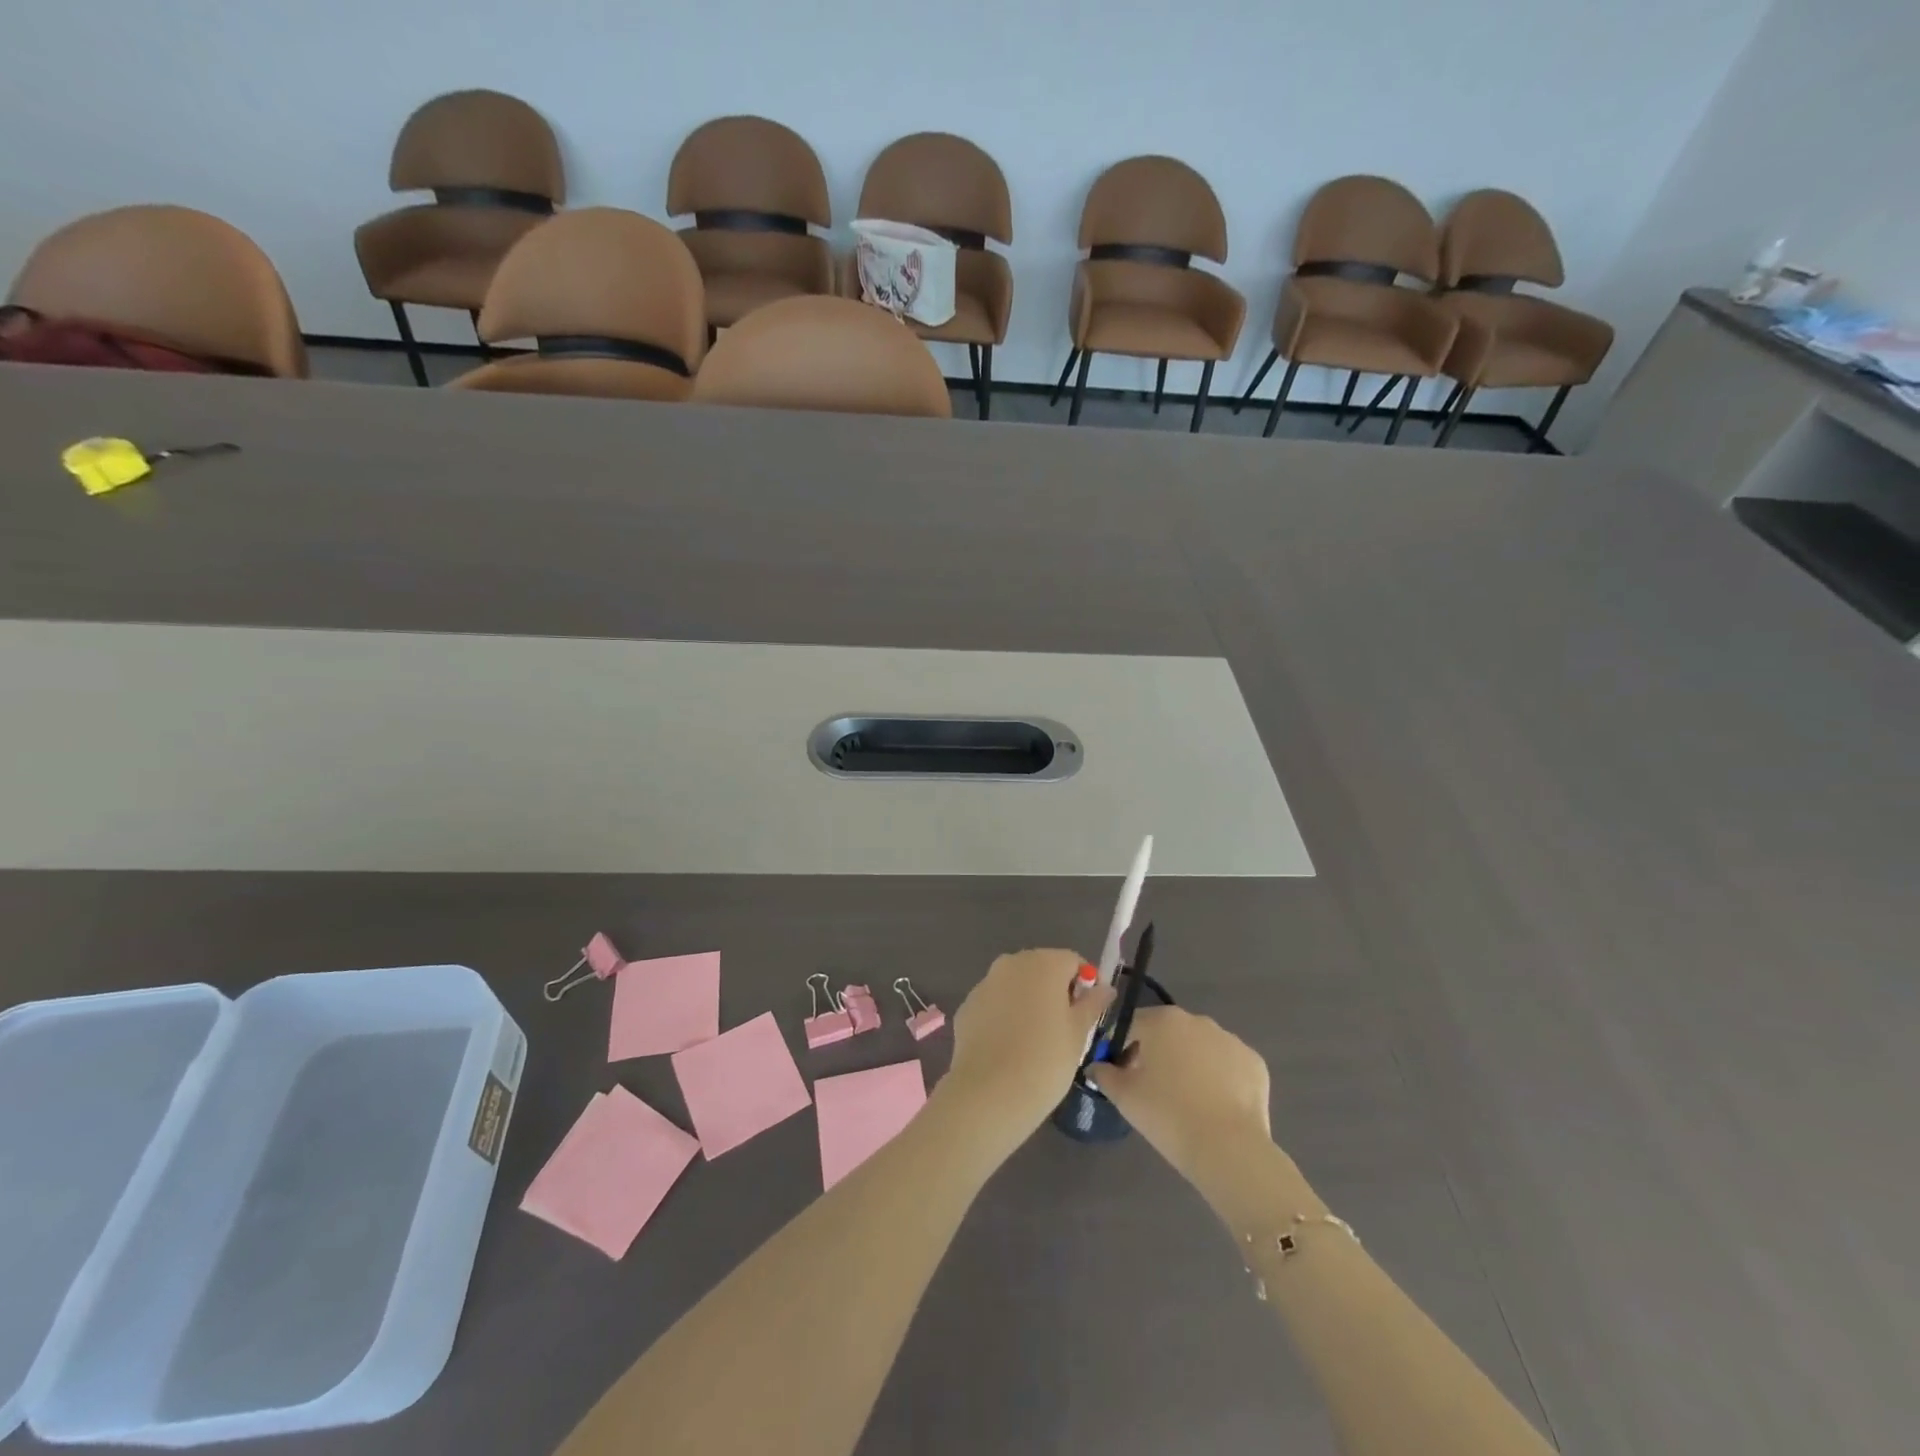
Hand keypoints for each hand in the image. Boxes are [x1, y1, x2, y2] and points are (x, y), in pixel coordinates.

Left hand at [941, 949, 1112, 1143]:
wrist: (990, 1092)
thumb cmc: (1046, 1060)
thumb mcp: (1079, 1033)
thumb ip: (1093, 1004)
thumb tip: (1104, 988)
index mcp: (1043, 963)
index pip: (1073, 961)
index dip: (1085, 985)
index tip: (1087, 1013)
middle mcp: (1011, 963)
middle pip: (1042, 968)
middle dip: (1055, 991)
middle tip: (1064, 1029)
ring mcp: (985, 983)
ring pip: (1015, 986)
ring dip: (1028, 1002)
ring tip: (1035, 1041)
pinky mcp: (967, 1006)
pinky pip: (995, 1004)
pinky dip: (1004, 1017)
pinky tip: (1009, 1048)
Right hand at [1085, 1006, 1277, 1208]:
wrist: (1228, 1149)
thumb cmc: (1167, 1115)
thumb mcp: (1124, 1096)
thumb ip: (1104, 1074)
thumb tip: (1096, 1067)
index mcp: (1162, 1021)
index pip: (1132, 1025)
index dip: (1122, 1048)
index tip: (1123, 1075)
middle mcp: (1197, 1020)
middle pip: (1167, 1032)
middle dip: (1158, 1054)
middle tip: (1153, 1090)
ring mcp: (1229, 1039)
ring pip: (1200, 1047)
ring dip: (1190, 1064)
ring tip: (1187, 1101)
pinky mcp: (1254, 1062)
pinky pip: (1228, 1065)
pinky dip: (1220, 1078)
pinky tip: (1215, 1106)